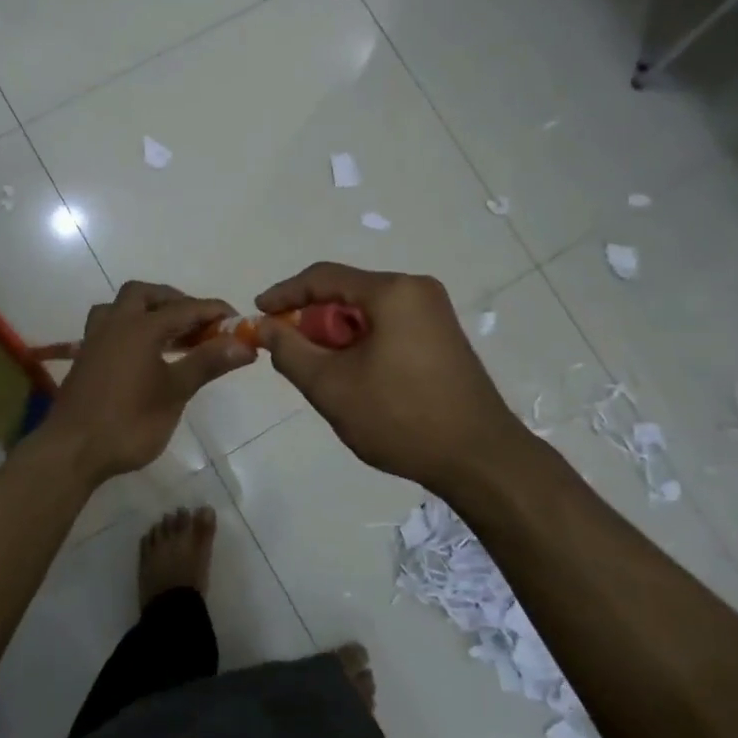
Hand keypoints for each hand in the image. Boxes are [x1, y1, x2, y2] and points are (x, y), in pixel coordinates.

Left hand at [40, 282, 255, 485]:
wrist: (72, 451)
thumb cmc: (129, 422)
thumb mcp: (175, 393)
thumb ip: (207, 363)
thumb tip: (244, 344)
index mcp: (140, 327)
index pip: (185, 308)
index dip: (213, 311)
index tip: (237, 320)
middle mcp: (115, 323)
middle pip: (145, 295)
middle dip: (174, 301)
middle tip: (197, 323)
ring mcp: (95, 339)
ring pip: (121, 307)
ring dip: (147, 310)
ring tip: (170, 333)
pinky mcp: (85, 357)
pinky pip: (109, 326)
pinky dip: (130, 327)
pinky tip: (144, 353)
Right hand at [256, 263, 525, 495]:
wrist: (481, 460)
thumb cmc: (401, 417)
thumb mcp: (331, 386)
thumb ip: (289, 351)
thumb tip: (264, 326)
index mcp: (393, 291)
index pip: (323, 277)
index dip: (284, 294)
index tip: (257, 314)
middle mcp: (417, 291)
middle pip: (347, 294)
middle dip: (312, 322)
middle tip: (290, 354)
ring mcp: (435, 314)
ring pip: (367, 314)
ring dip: (337, 337)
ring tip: (322, 374)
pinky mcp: (442, 338)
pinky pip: (388, 328)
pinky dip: (362, 345)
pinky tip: (355, 379)